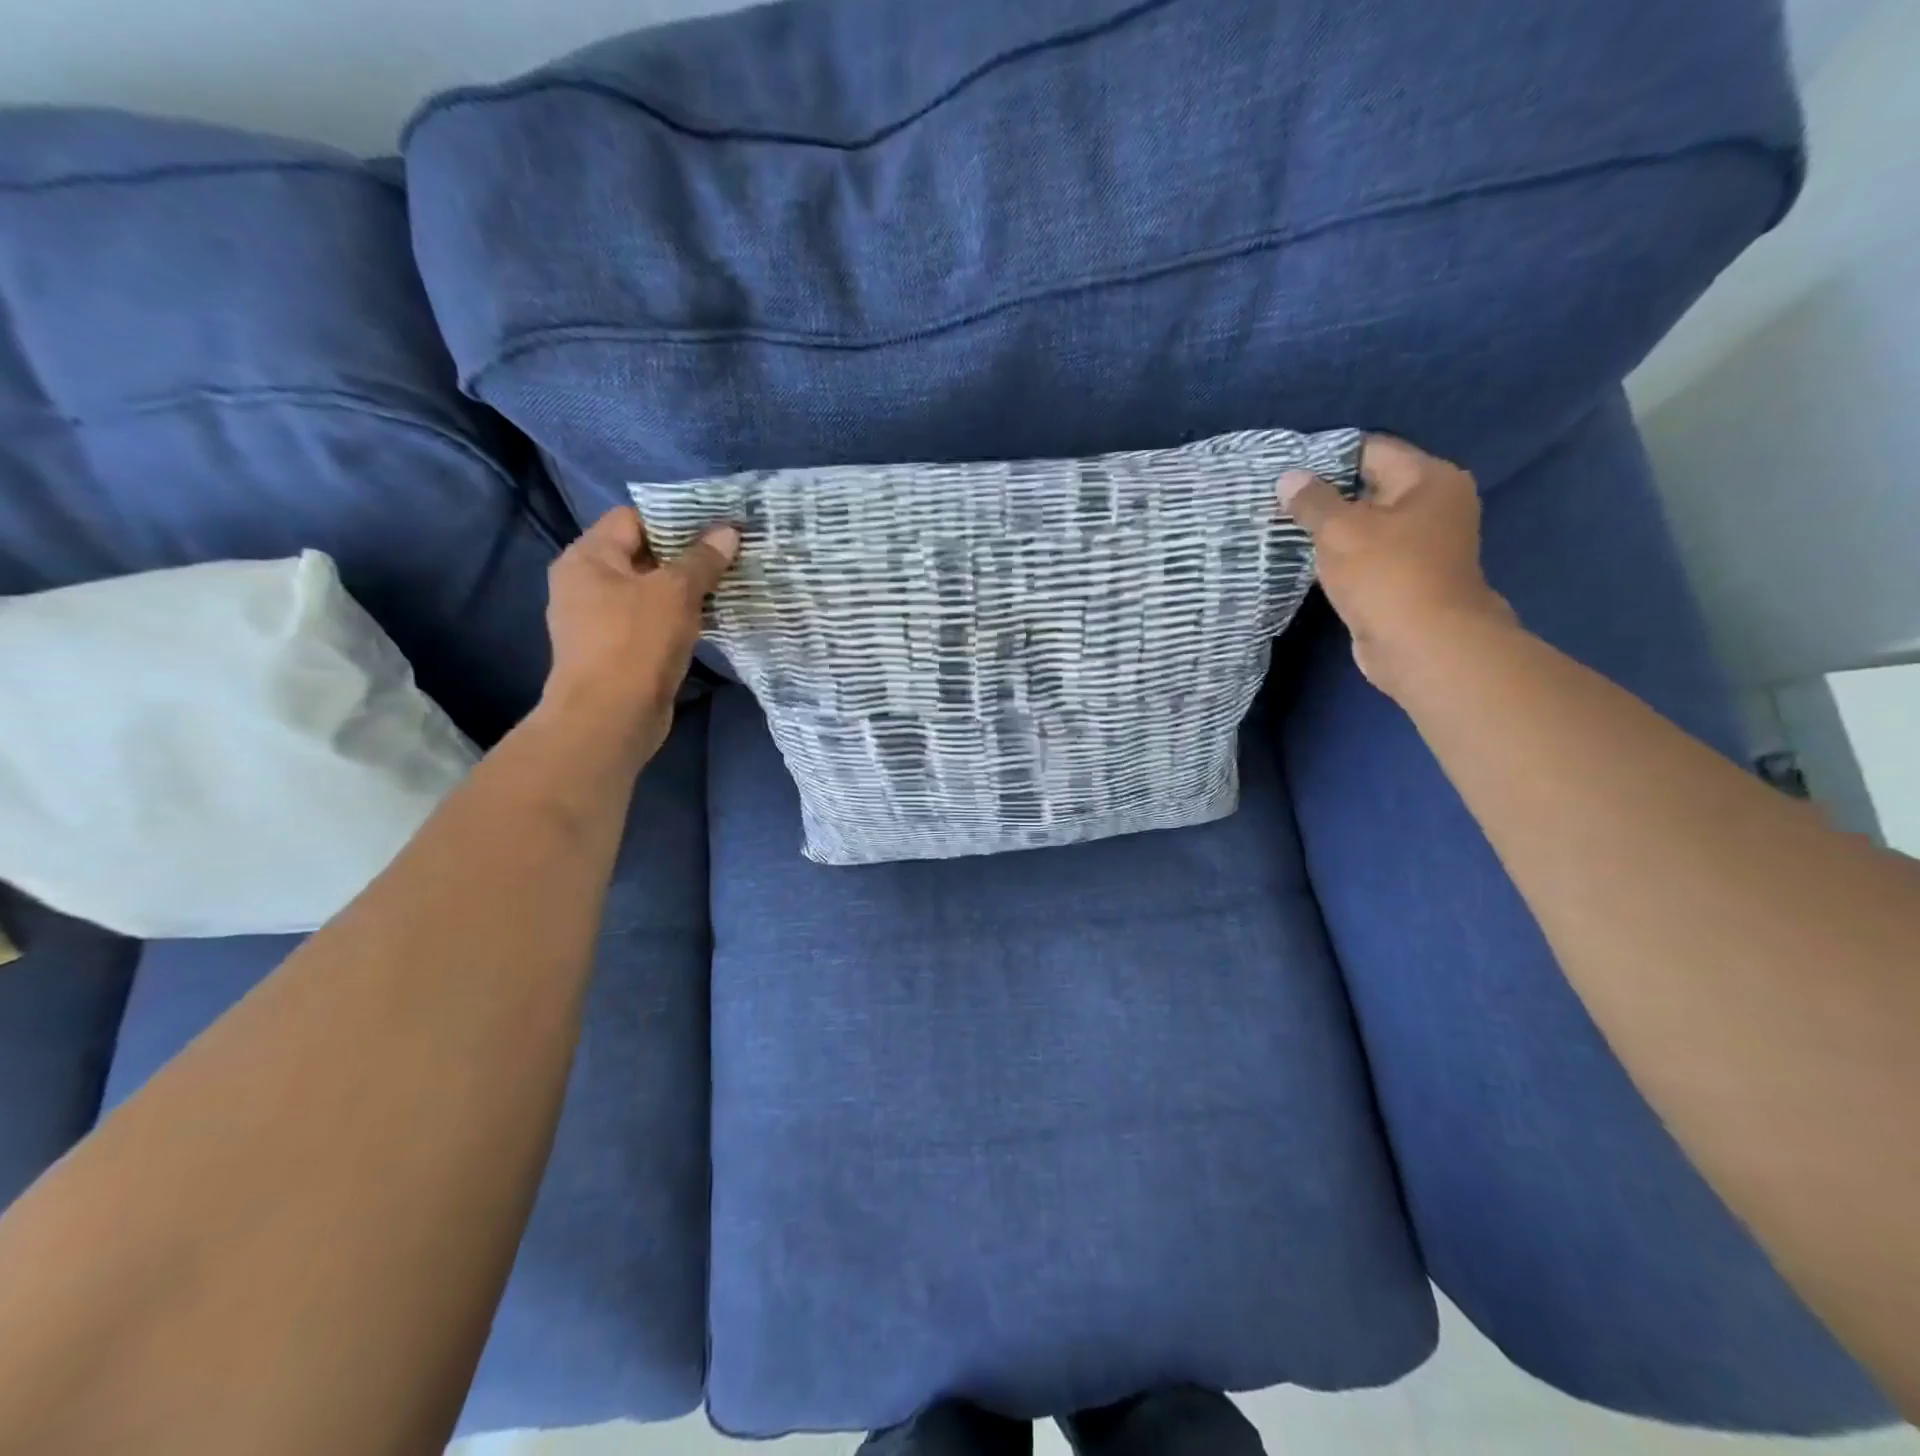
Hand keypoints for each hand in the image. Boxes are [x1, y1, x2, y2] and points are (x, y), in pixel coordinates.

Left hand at [539, 506, 738, 763]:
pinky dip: (677, 617)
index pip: (633, 518)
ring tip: (728, 583)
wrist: (610, 718)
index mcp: (588, 557)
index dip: (675, 518)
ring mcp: (598, 619)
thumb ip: (702, 560)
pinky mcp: (616, 650)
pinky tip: (710, 620)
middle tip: (730, 553)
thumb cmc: (636, 643)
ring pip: (649, 591)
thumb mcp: (675, 593)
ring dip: (685, 589)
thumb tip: (728, 531)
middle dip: (686, 554)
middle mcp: (585, 582)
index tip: (717, 525)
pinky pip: (650, 620)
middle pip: (642, 554)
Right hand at [1280, 434, 1514, 697]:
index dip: (1326, 457)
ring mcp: (1421, 544)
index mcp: (1429, 479)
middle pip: (1368, 486)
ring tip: (1282, 528)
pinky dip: (1339, 556)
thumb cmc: (1387, 575)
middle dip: (1324, 495)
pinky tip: (1304, 560)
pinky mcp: (1404, 577)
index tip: (1286, 470)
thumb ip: (1312, 501)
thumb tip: (1288, 478)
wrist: (1423, 646)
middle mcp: (1432, 505)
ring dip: (1329, 529)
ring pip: (1364, 525)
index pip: (1370, 450)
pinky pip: (1365, 555)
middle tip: (1276, 500)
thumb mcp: (1341, 530)